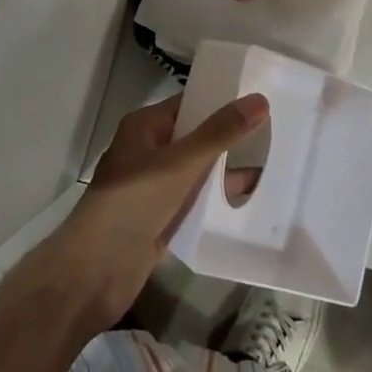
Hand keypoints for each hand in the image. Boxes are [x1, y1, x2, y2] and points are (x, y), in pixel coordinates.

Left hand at [42, 93, 268, 331]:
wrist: (96, 271)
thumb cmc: (134, 202)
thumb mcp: (181, 163)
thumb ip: (220, 133)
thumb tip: (259, 100)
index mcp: (144, 126)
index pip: (188, 105)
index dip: (221, 101)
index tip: (260, 101)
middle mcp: (147, 151)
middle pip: (194, 137)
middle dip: (228, 138)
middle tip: (275, 134)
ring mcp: (152, 187)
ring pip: (195, 172)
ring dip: (225, 171)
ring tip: (272, 166)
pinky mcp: (159, 219)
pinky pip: (193, 202)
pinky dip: (215, 201)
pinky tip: (248, 202)